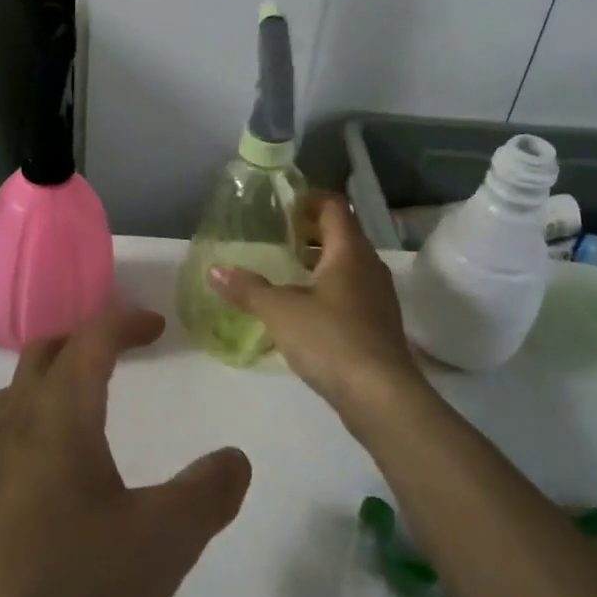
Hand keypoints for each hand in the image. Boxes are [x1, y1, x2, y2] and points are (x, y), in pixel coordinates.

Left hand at [0, 305, 251, 596]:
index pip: (91, 339)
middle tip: (121, 352)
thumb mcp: (161, 544)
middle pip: (44, 354)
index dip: (126, 321)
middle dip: (84, 340)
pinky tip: (51, 480)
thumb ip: (207, 494)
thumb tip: (235, 457)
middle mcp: (12, 424)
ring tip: (84, 406)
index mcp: (58, 414)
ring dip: (49, 381)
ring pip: (13, 394)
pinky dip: (30, 426)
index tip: (157, 326)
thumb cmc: (68, 592)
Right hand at [210, 194, 425, 424]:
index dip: (308, 200)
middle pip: (342, 234)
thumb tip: (215, 270)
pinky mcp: (378, 324)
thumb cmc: (331, 339)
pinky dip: (328, 289)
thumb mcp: (280, 311)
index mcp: (349, 251)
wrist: (381, 397)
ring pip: (348, 265)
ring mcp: (378, 297)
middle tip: (276, 238)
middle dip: (310, 232)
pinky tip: (304, 309)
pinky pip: (351, 292)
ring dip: (319, 262)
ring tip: (285, 272)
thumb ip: (248, 289)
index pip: (334, 206)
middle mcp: (369, 266)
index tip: (281, 207)